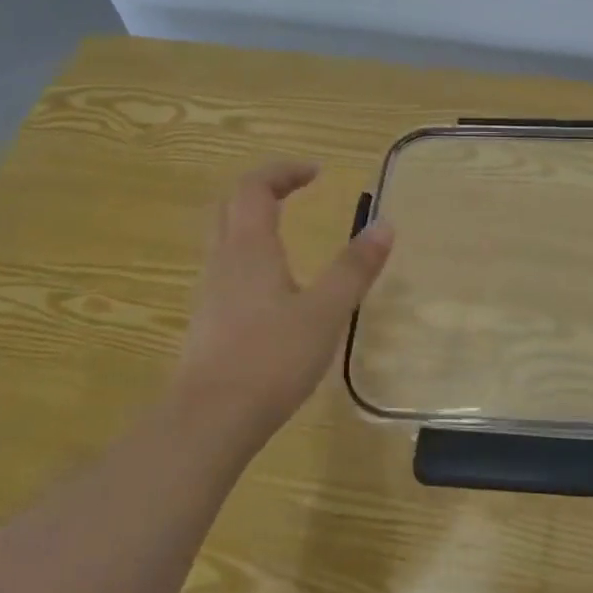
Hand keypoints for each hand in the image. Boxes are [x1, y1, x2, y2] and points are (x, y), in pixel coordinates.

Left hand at [173, 159, 393, 437]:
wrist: (209, 421)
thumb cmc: (271, 358)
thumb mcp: (326, 311)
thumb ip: (355, 268)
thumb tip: (384, 224)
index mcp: (249, 248)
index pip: (255, 188)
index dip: (283, 171)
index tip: (317, 172)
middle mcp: (223, 261)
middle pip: (230, 206)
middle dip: (263, 189)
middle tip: (296, 190)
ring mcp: (210, 292)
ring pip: (224, 238)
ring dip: (253, 220)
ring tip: (288, 230)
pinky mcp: (208, 321)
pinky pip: (227, 269)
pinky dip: (250, 254)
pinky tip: (274, 285)